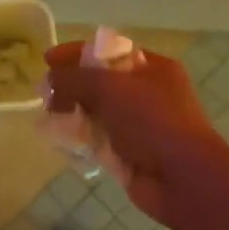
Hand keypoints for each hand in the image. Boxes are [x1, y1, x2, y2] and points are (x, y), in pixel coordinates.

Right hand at [44, 41, 225, 226]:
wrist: (184, 178)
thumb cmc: (152, 120)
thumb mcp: (110, 88)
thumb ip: (75, 79)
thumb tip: (50, 80)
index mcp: (153, 68)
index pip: (108, 51)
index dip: (76, 53)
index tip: (48, 60)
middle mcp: (149, 93)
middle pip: (101, 82)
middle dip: (72, 85)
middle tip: (44, 93)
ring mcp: (141, 125)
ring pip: (98, 112)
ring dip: (73, 113)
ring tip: (48, 117)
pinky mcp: (132, 153)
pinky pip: (100, 140)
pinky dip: (81, 139)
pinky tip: (61, 141)